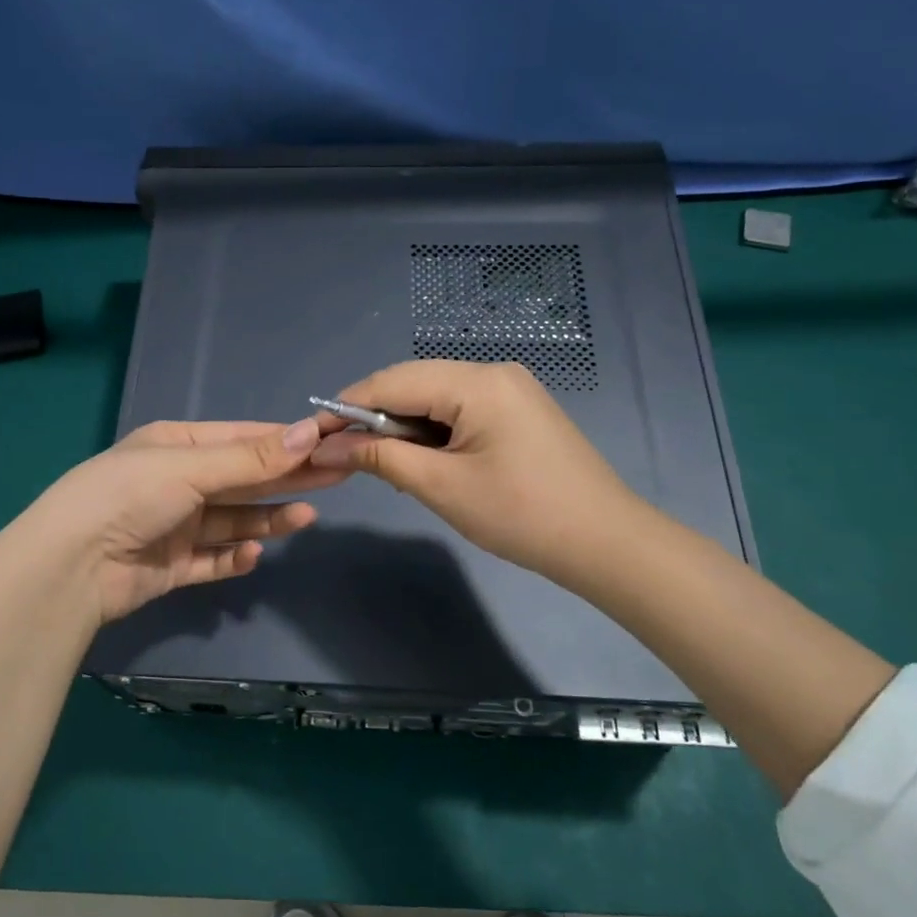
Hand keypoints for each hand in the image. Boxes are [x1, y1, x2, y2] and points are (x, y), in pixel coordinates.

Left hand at [11, 418, 346, 625]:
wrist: (71, 565)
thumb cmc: (130, 496)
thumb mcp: (191, 467)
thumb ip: (252, 458)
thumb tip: (310, 432)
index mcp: (176, 446)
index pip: (242, 439)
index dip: (285, 441)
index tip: (328, 443)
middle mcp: (177, 482)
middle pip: (244, 479)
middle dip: (287, 478)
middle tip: (337, 476)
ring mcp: (174, 526)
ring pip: (233, 520)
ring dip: (267, 519)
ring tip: (306, 519)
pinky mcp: (171, 566)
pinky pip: (213, 559)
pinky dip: (234, 557)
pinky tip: (253, 554)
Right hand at [309, 360, 644, 587]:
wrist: (606, 544)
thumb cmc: (522, 515)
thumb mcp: (442, 487)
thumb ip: (380, 458)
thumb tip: (326, 447)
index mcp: (477, 382)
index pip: (392, 381)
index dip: (346, 406)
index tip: (311, 435)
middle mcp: (493, 372)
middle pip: (413, 383)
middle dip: (373, 417)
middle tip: (342, 455)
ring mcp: (510, 390)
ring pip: (434, 397)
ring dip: (402, 427)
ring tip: (380, 465)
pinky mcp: (518, 411)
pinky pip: (459, 410)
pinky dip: (431, 433)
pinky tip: (420, 462)